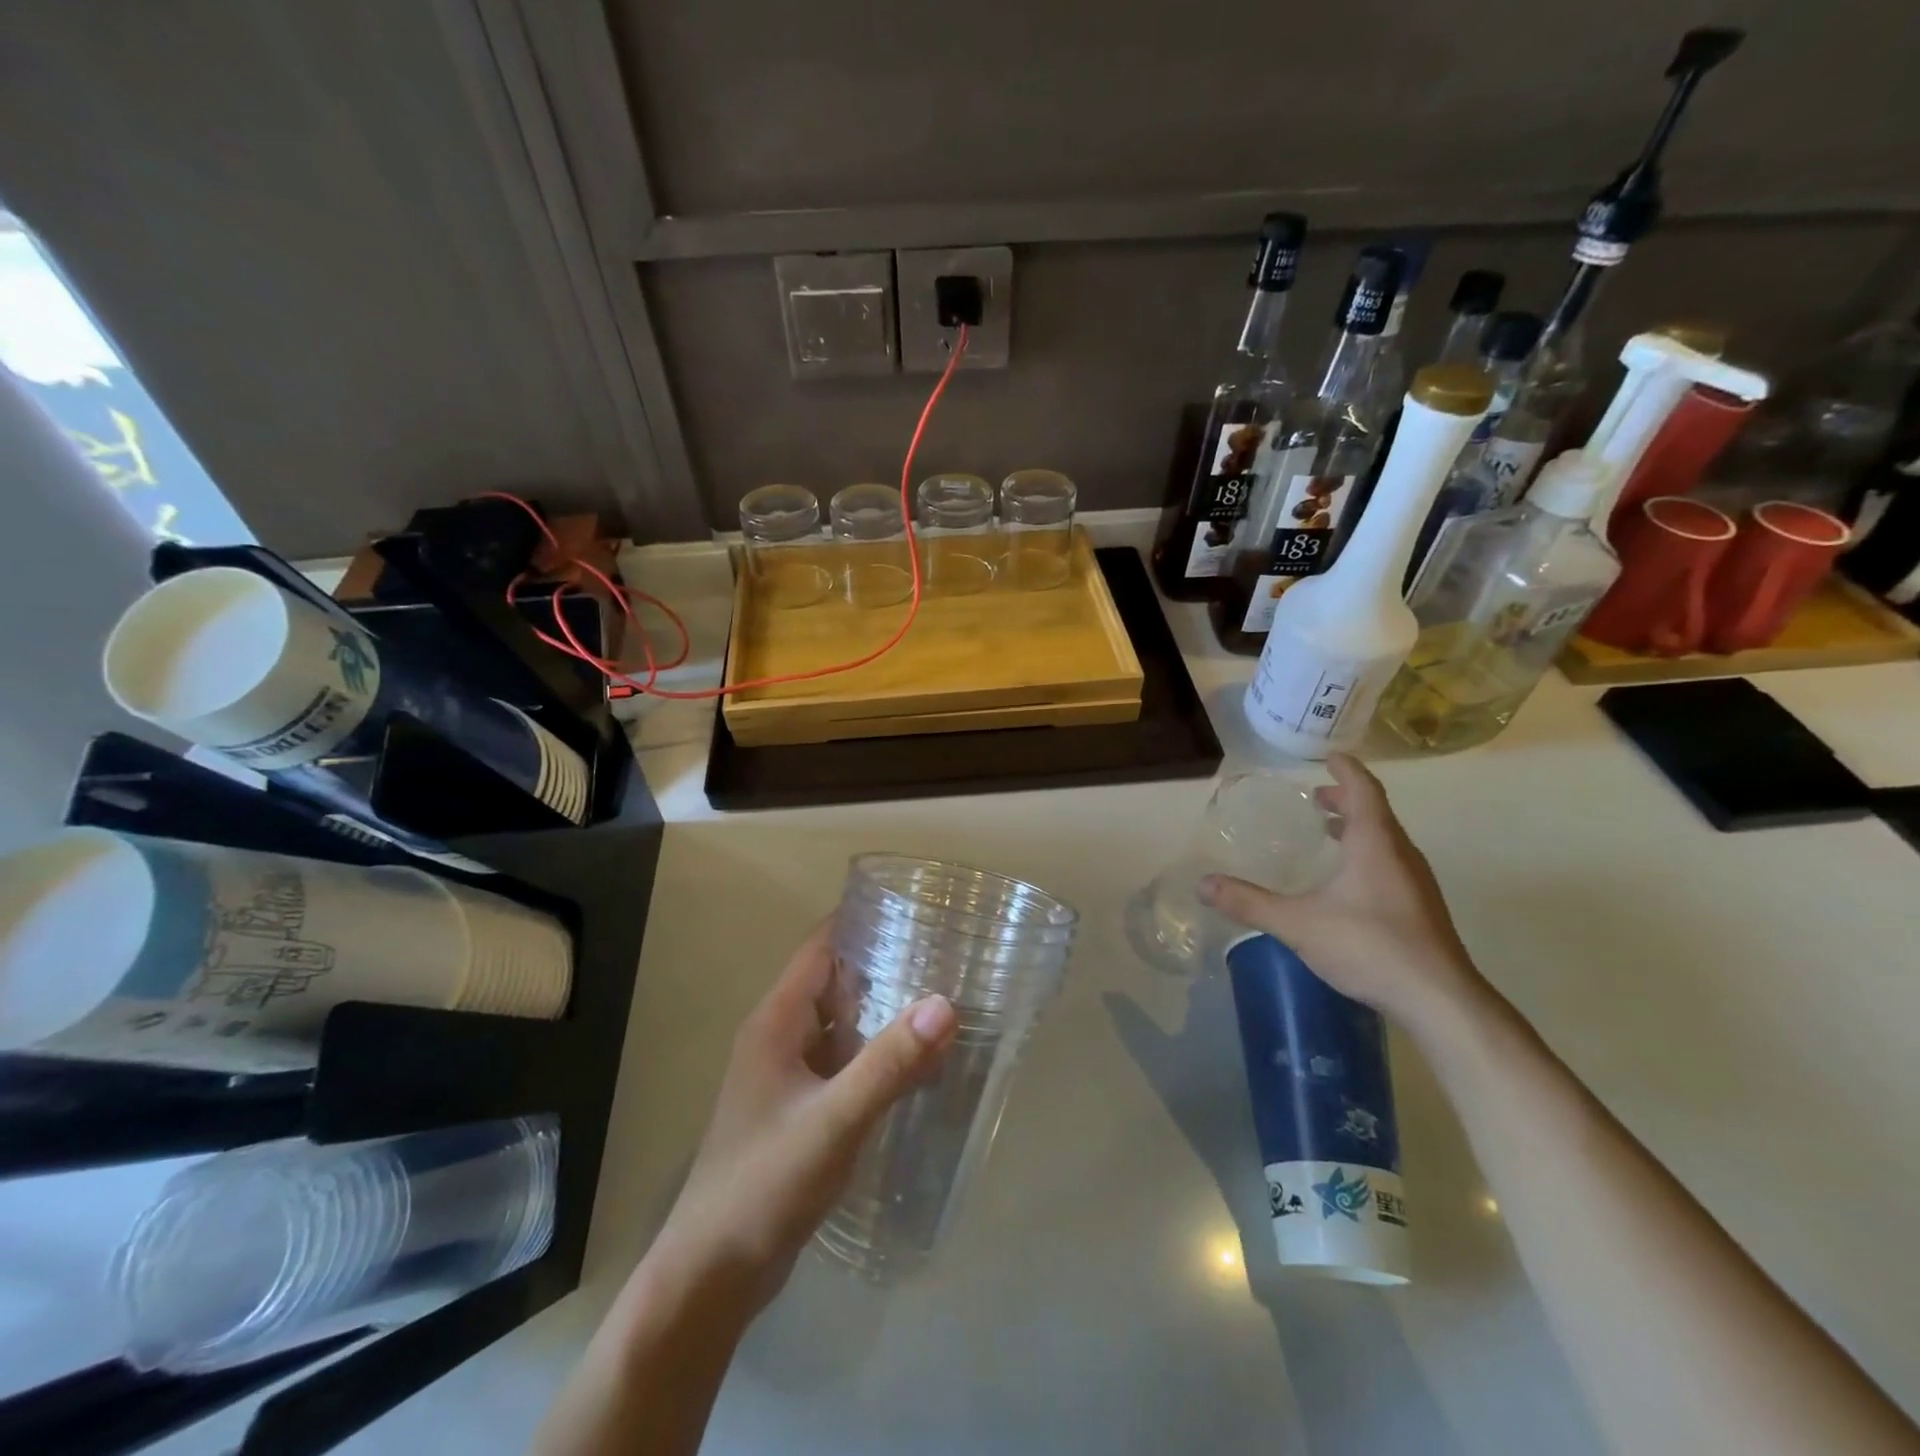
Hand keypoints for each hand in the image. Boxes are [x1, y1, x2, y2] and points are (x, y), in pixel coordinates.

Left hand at [652, 921, 958, 1309]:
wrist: (713, 1274)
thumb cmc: (765, 1183)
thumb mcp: (834, 1120)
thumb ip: (890, 1063)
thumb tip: (945, 1004)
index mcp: (777, 1022)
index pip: (821, 947)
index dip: (862, 921)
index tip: (915, 907)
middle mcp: (780, 1038)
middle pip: (835, 982)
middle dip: (884, 965)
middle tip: (946, 953)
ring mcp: (788, 1076)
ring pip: (842, 1025)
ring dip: (883, 1012)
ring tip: (943, 998)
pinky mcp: (800, 1109)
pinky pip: (844, 1064)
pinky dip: (877, 1055)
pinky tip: (917, 1064)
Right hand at [1199, 753, 1487, 1033]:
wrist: (1439, 1000)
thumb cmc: (1370, 946)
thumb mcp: (1298, 924)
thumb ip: (1250, 903)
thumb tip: (1203, 884)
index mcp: (1375, 844)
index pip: (1364, 791)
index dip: (1347, 770)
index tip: (1331, 756)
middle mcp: (1401, 855)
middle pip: (1376, 813)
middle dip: (1347, 800)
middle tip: (1317, 799)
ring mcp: (1416, 884)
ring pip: (1386, 840)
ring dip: (1359, 828)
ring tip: (1330, 832)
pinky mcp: (1421, 909)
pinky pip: (1391, 863)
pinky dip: (1368, 854)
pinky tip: (1348, 882)